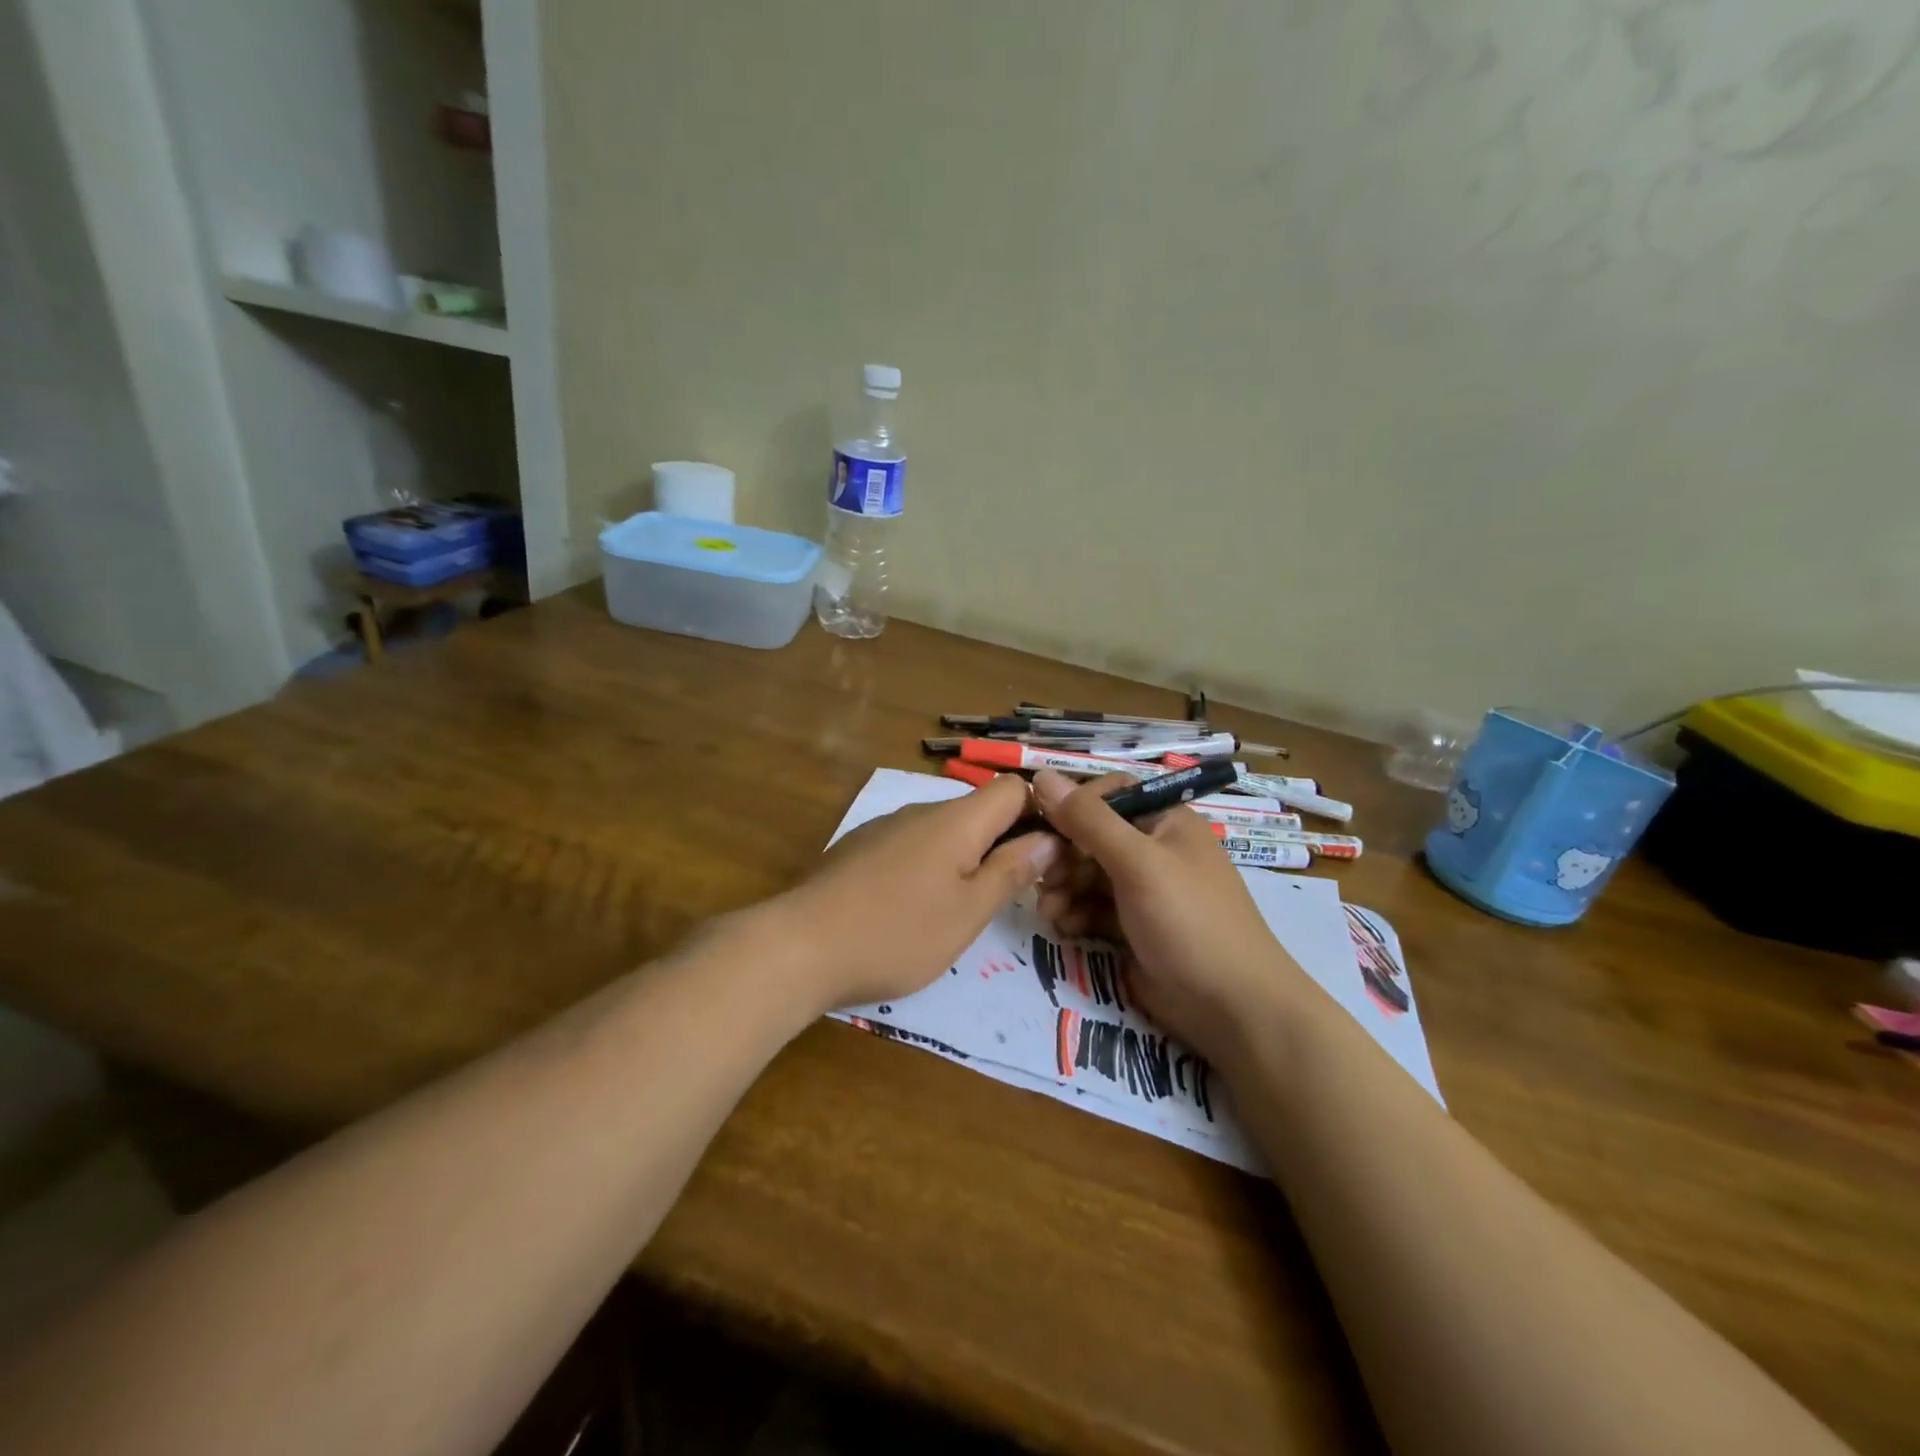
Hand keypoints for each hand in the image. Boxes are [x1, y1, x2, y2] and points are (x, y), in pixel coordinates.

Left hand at [771, 774, 1061, 1013]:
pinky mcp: (859, 849)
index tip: (1049, 858)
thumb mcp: (968, 912)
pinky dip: (928, 869)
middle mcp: (921, 811)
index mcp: (956, 820)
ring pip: (944, 832)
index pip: (1013, 788)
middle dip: (1004, 845)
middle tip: (1014, 896)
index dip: (1040, 814)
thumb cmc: (896, 933)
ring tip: (963, 911)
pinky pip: (911, 847)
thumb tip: (1049, 839)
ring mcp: (885, 828)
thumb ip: (1011, 871)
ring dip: (965, 861)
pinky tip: (913, 911)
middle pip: (979, 811)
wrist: (799, 946)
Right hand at [1030, 769, 1308, 1066]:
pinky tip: (1064, 928)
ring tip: (1049, 912)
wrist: (1232, 1009)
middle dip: (1063, 856)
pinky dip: (1075, 914)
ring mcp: (1144, 890)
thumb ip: (1088, 820)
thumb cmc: (1189, 921)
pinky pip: (1093, 908)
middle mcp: (1154, 849)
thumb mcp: (1137, 863)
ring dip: (1062, 888)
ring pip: (1087, 874)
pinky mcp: (1133, 926)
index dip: (1073, 807)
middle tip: (1040, 879)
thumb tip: (1041, 775)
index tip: (1043, 827)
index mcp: (1166, 821)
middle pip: (1092, 836)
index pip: (1108, 794)